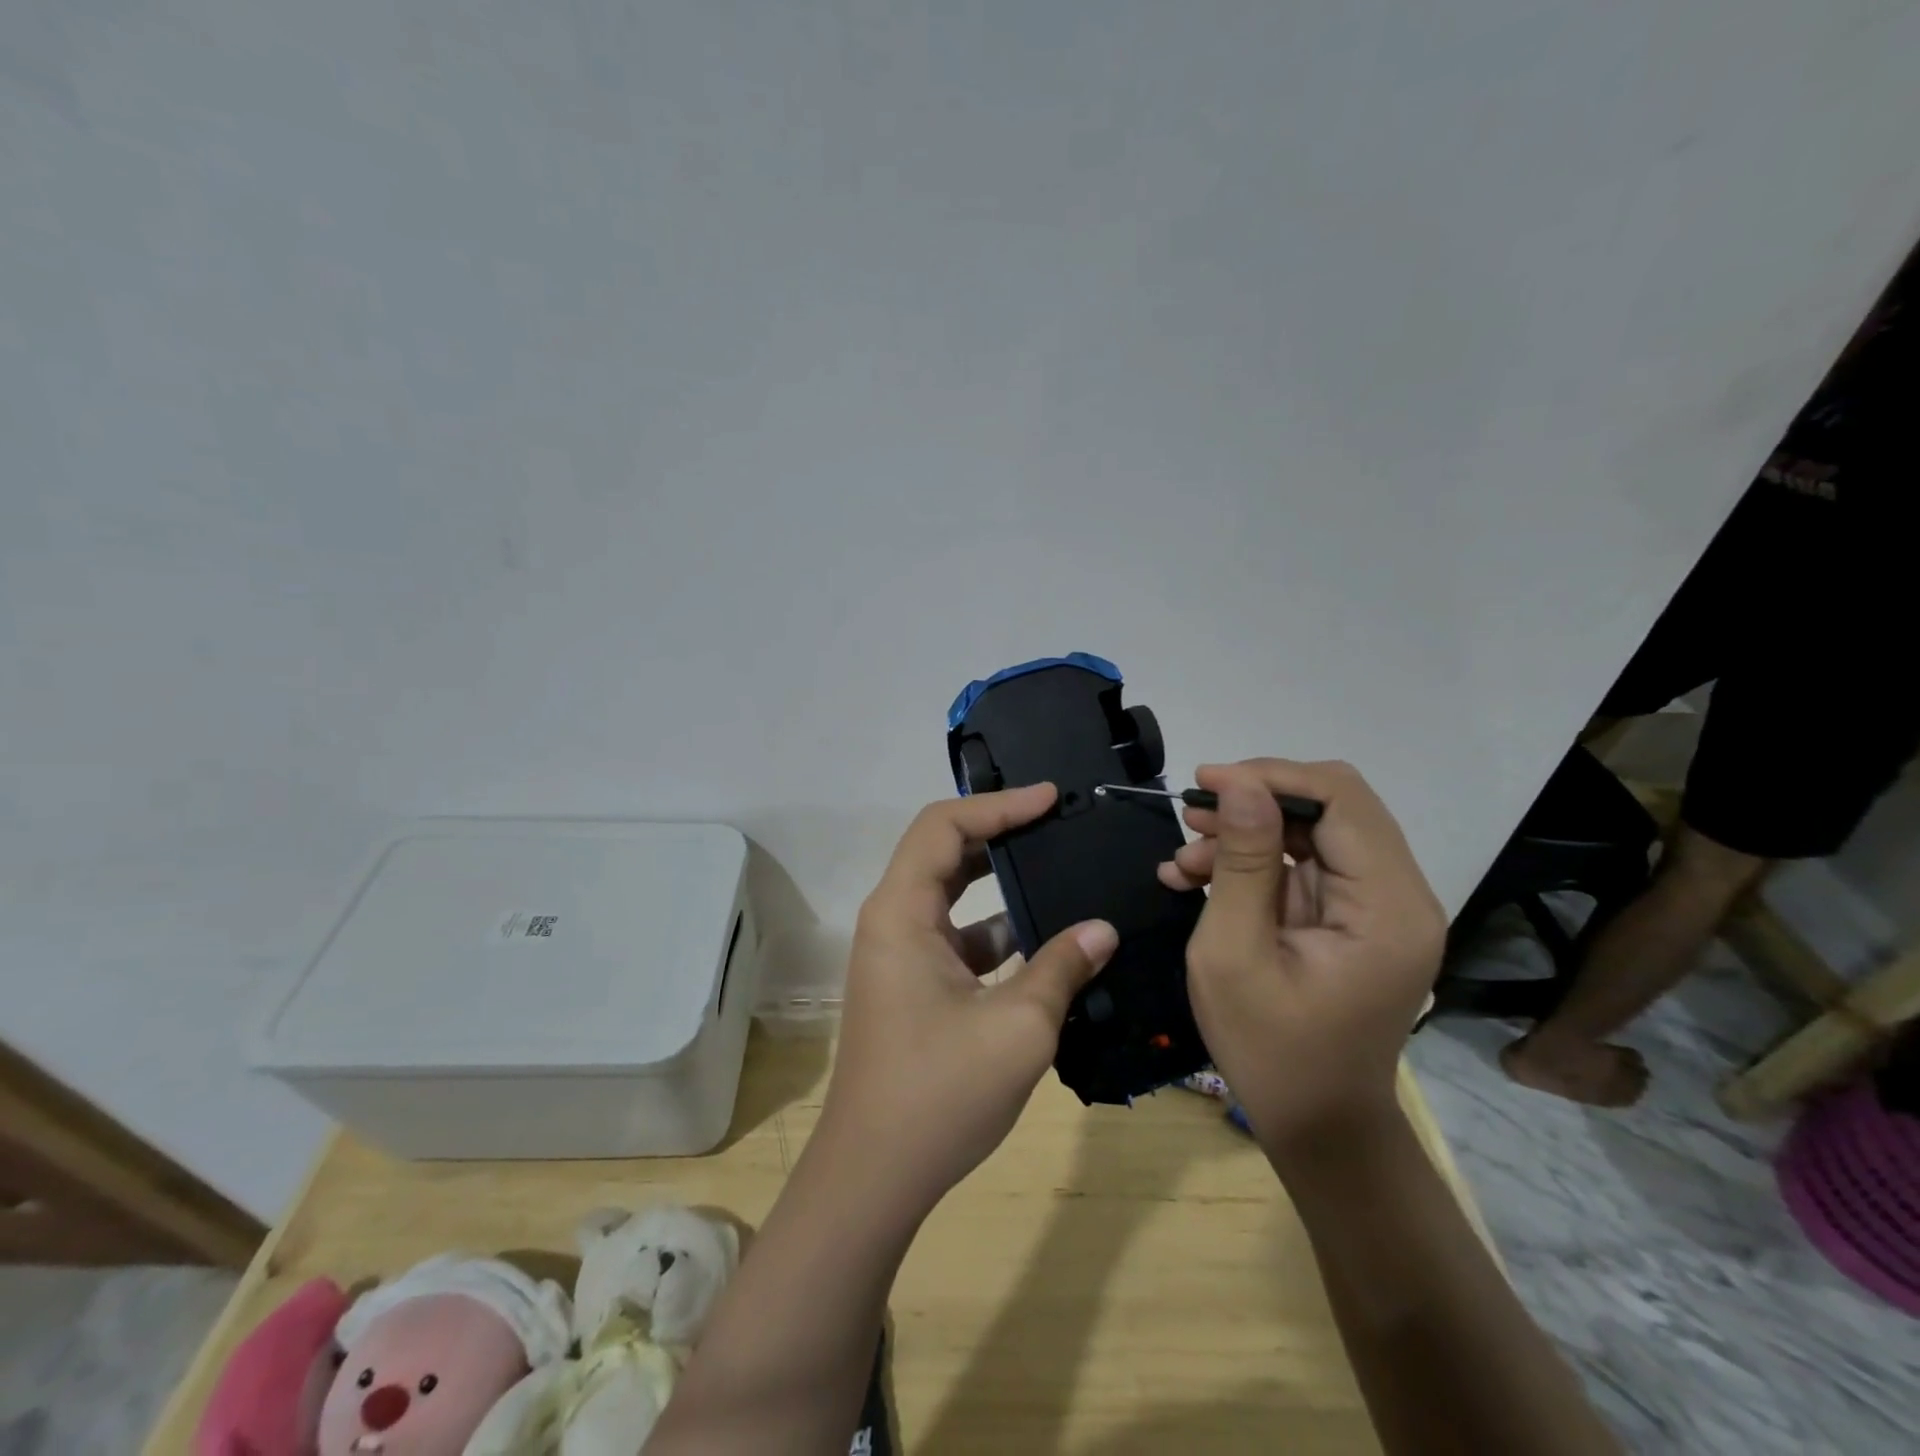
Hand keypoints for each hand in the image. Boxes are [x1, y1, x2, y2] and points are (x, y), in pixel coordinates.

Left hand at [820, 784, 1118, 1211]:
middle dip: (999, 833)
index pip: (944, 826)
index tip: (1050, 798)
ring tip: (1059, 871)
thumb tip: (1103, 929)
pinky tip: (1047, 943)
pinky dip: (997, 932)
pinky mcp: (913, 985)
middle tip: (1057, 823)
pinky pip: (958, 937)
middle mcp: (893, 921)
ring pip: (953, 896)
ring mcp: (900, 954)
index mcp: (900, 912)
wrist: (874, 1176)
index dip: (997, 805)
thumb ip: (1062, 967)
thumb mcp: (1017, 1027)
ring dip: (1001, 883)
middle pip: (944, 852)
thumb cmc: (939, 1093)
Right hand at [1162, 760, 1445, 1160]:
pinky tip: (1196, 877)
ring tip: (1184, 858)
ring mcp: (1378, 908)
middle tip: (1191, 816)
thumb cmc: (1271, 1049)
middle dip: (1255, 802)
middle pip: (1331, 807)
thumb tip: (1239, 783)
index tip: (1204, 782)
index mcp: (1387, 906)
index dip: (1271, 776)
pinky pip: (1303, 865)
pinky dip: (1251, 863)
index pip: (1340, 799)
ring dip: (1245, 834)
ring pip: (1312, 831)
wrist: (1317, 1124)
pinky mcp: (1353, 918)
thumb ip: (1241, 862)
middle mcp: (1399, 896)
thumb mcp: (1234, 952)